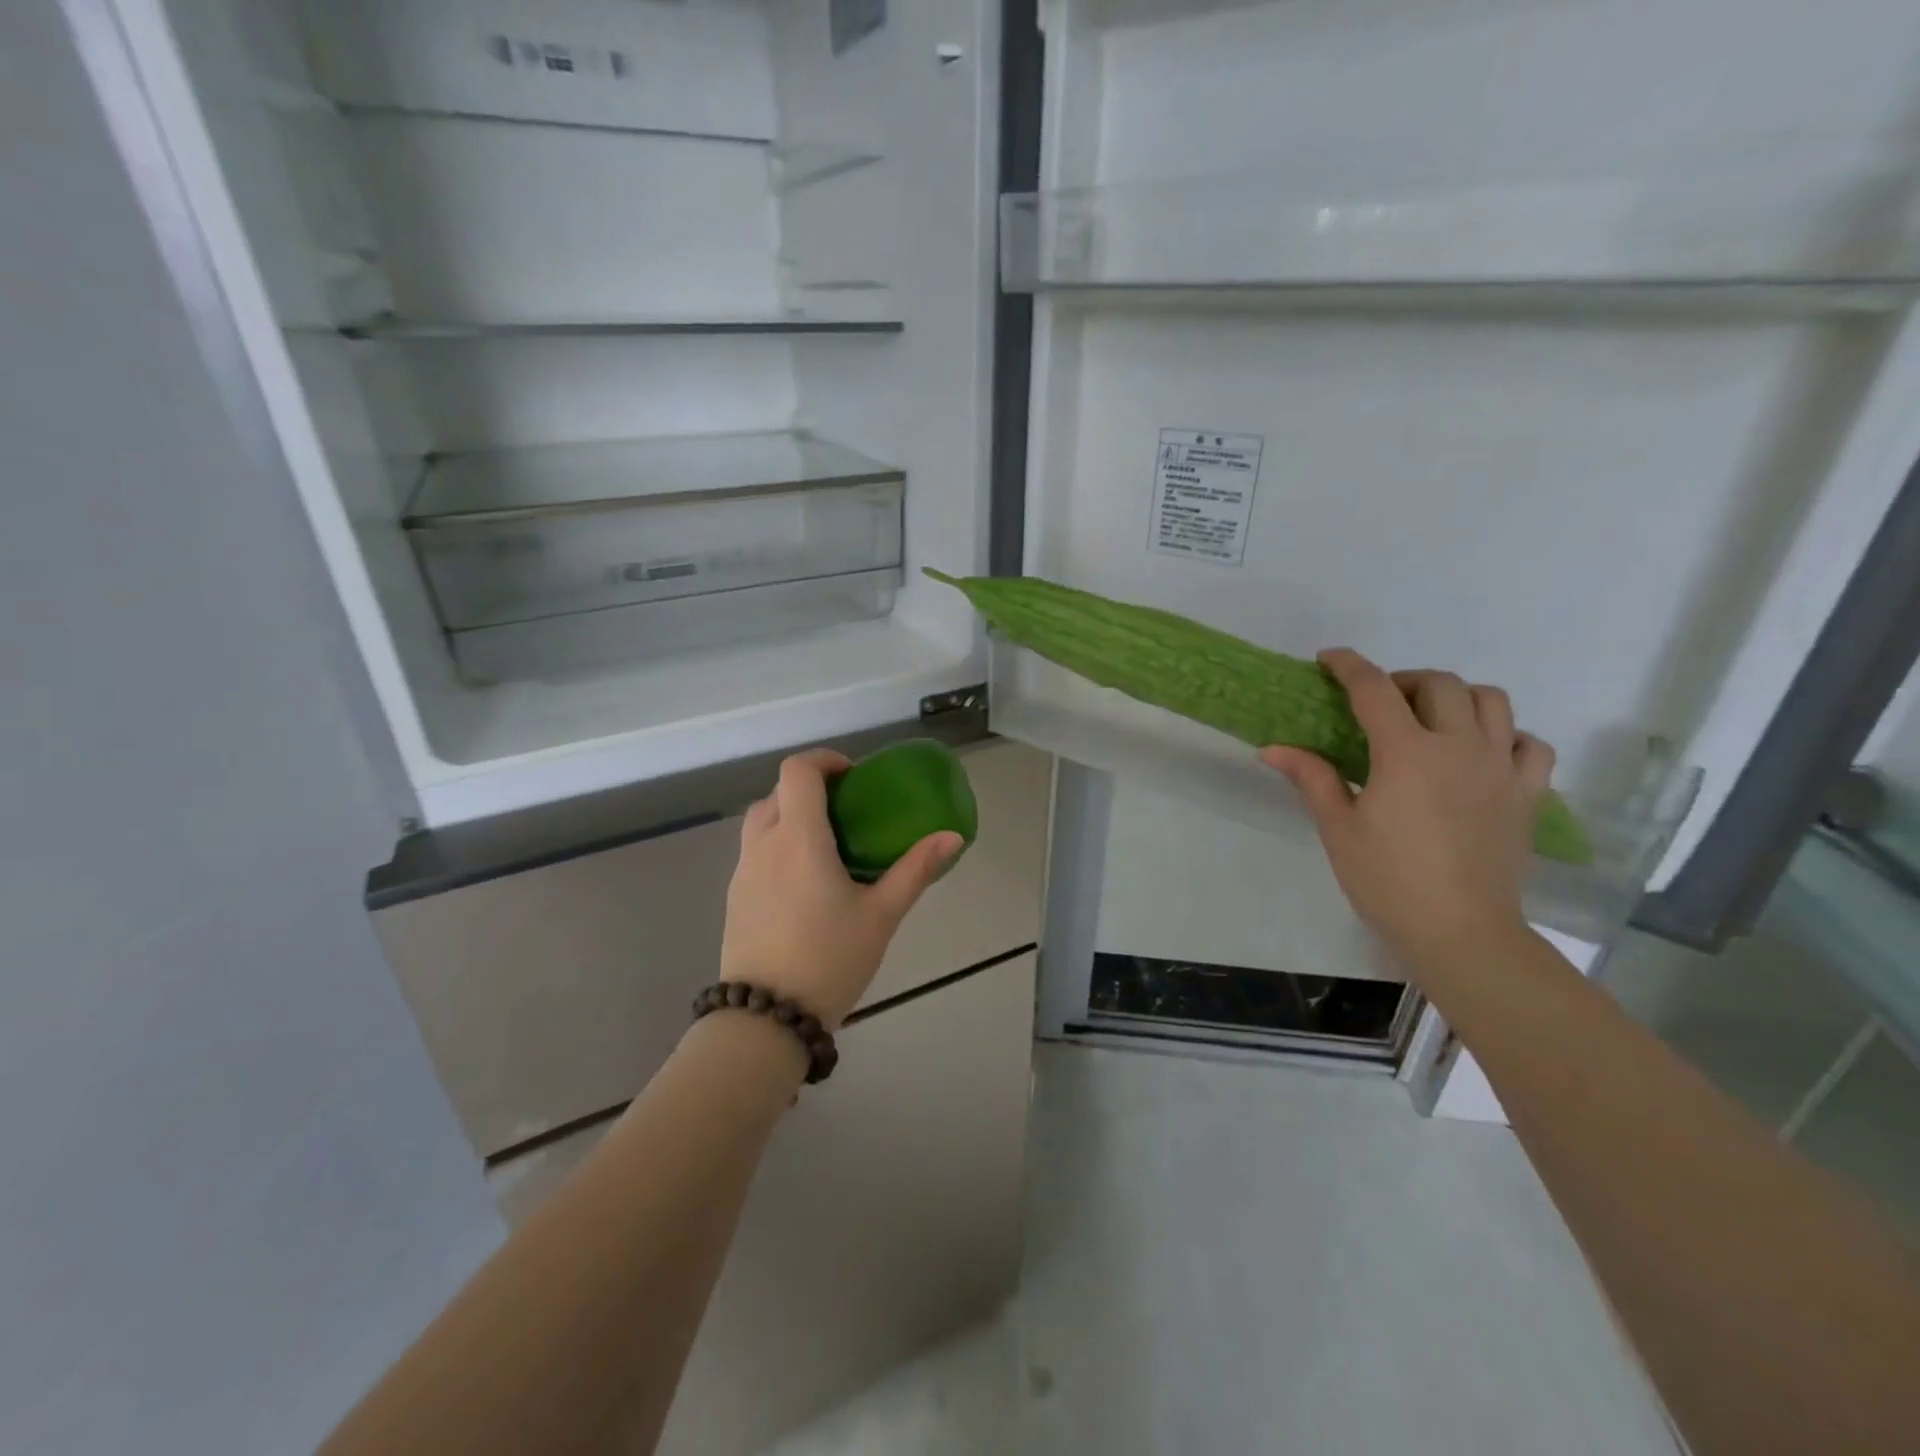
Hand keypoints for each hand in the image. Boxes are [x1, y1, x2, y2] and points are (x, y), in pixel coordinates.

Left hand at [719, 749, 963, 1028]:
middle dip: (811, 789)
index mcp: (799, 839)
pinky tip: (804, 882)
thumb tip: (951, 836)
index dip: (824, 760)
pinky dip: (778, 844)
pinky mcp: (735, 896)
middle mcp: (764, 845)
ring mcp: (743, 871)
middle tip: (847, 812)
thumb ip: (915, 870)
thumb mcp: (881, 915)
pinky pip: (754, 851)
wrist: (765, 1020)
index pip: (797, 771)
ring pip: (761, 821)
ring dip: (790, 815)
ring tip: (826, 845)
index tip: (853, 776)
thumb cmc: (830, 960)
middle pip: (778, 792)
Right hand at [1260, 649, 1554, 970]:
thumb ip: (1311, 777)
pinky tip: (1482, 753)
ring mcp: (1500, 768)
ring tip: (1432, 719)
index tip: (1329, 658)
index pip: (1374, 690)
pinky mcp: (1526, 794)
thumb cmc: (1387, 880)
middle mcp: (1459, 747)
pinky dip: (1506, 735)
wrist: (1460, 932)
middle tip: (1379, 702)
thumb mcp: (1338, 828)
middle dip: (1403, 680)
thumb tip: (1272, 748)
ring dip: (1457, 697)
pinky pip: (1529, 744)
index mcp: (1406, 753)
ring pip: (1492, 701)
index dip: (1349, 666)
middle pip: (1439, 684)